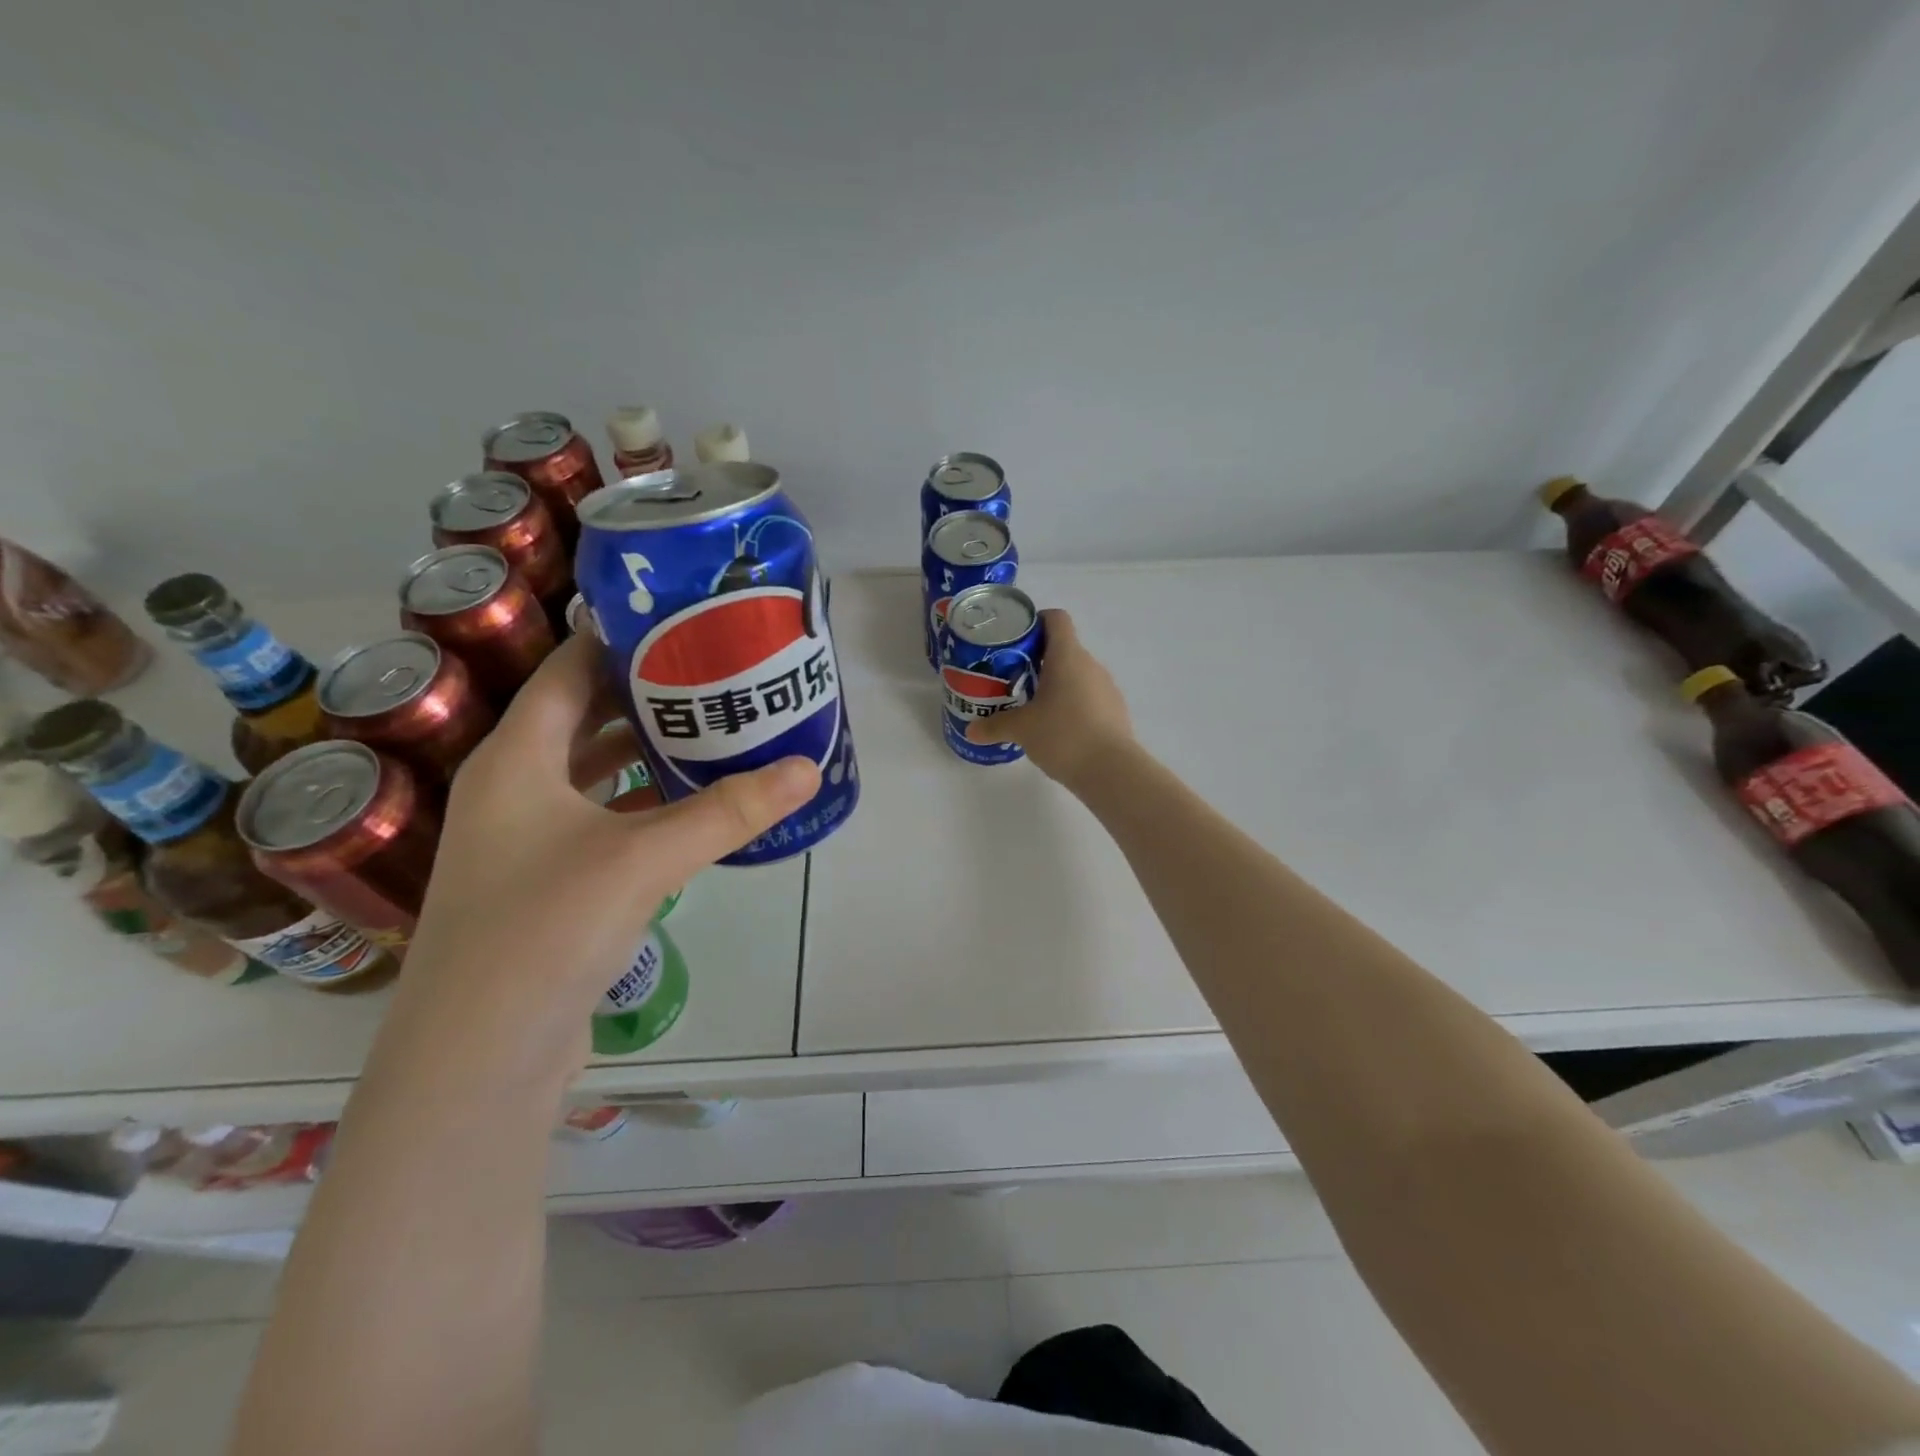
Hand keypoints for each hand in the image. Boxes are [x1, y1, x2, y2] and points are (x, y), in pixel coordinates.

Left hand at [382, 636, 819, 1088]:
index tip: (685, 621)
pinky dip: (644, 803)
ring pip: (595, 771)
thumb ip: (729, 811)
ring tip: (715, 730)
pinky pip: (603, 818)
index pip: (569, 670)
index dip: (621, 639)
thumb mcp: (645, 858)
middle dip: (649, 695)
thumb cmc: (545, 930)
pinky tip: (692, 805)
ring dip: (648, 751)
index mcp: (516, 759)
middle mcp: (513, 788)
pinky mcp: (548, 882)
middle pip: (585, 717)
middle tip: (719, 673)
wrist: (480, 1057)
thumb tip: (808, 769)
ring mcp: (526, 840)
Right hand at [964, 609, 1133, 790]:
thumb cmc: (1063, 735)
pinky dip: (1072, 705)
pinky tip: (1057, 729)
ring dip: (1056, 684)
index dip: (1036, 622)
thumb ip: (995, 726)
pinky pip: (1088, 698)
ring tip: (1033, 707)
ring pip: (1076, 675)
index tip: (1016, 640)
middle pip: (1063, 649)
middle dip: (1038, 661)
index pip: (1056, 619)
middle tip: (1013, 679)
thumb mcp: (1021, 729)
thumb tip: (971, 730)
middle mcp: (1090, 664)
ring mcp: (1106, 688)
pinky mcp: (1115, 711)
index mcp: (1067, 656)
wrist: (1112, 770)